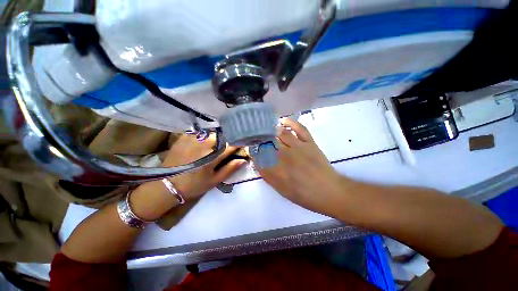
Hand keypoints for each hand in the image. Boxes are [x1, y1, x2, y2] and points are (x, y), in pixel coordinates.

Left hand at [163, 133, 245, 199]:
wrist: (166, 184)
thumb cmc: (194, 185)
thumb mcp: (214, 181)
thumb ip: (229, 169)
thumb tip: (243, 160)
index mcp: (211, 157)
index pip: (230, 146)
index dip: (238, 144)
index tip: (242, 144)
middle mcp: (203, 145)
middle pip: (221, 136)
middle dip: (227, 139)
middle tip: (228, 145)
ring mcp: (192, 140)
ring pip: (211, 133)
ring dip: (217, 137)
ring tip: (217, 143)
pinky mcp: (183, 138)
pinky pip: (199, 132)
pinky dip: (205, 136)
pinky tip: (204, 141)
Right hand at [257, 118, 343, 214]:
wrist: (328, 191)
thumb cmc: (304, 194)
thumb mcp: (282, 190)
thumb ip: (268, 176)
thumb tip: (257, 164)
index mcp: (277, 168)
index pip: (260, 155)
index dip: (253, 150)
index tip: (250, 148)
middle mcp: (285, 155)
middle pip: (268, 142)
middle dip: (260, 139)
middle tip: (256, 138)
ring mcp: (298, 147)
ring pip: (281, 134)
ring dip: (272, 130)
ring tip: (267, 129)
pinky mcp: (309, 142)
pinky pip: (299, 128)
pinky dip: (291, 122)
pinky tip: (283, 120)